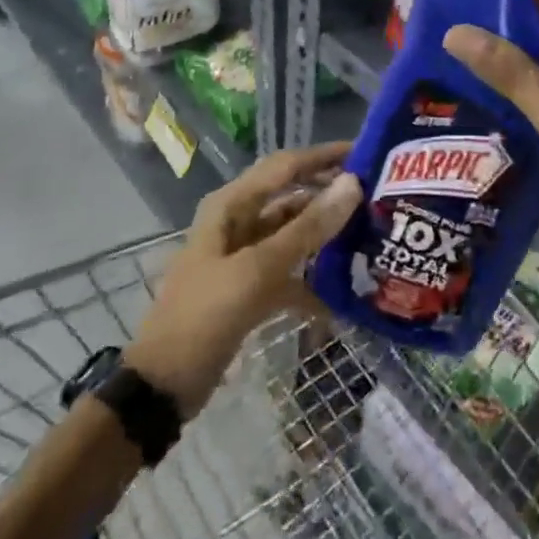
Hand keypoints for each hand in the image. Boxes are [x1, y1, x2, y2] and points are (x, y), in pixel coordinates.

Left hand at [127, 143, 361, 416]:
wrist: (163, 386)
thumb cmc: (205, 315)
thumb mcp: (258, 269)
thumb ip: (307, 228)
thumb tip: (353, 184)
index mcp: (231, 205)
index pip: (286, 165)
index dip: (324, 156)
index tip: (367, 153)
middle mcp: (237, 222)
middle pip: (292, 196)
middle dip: (330, 194)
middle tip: (376, 196)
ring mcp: (243, 256)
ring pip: (292, 233)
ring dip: (325, 236)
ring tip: (369, 236)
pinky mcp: (249, 288)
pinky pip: (288, 271)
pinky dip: (312, 280)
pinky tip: (343, 296)